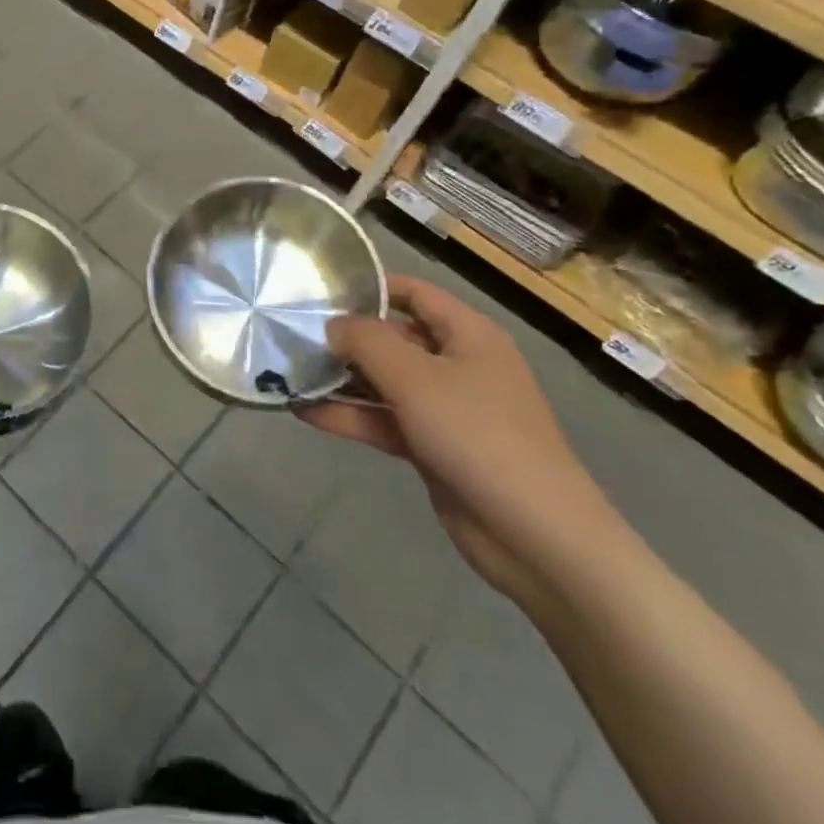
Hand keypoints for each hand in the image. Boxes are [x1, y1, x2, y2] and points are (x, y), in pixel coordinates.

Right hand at [297, 276, 613, 606]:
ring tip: (288, 373)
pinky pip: (384, 421)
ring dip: (341, 380)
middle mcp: (457, 365)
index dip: (371, 287)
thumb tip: (332, 325)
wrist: (535, 535)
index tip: (321, 290)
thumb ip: (366, 341)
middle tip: (291, 335)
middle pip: (394, 338)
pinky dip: (350, 416)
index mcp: (467, 335)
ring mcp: (446, 409)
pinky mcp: (433, 448)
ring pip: (385, 383)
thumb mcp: (415, 377)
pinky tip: (304, 412)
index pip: (415, 293)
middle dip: (346, 338)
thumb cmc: (478, 435)